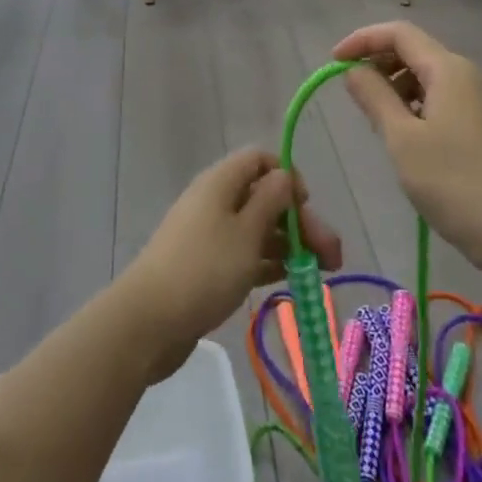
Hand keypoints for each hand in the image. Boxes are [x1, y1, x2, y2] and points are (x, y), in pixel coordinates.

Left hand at [120, 148, 341, 381]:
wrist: (149, 321)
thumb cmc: (204, 269)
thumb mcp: (246, 232)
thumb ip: (271, 200)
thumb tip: (284, 175)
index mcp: (221, 182)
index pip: (259, 160)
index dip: (287, 176)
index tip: (306, 205)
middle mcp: (215, 201)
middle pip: (264, 197)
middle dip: (300, 220)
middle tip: (332, 255)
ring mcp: (209, 235)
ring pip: (258, 228)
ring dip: (290, 244)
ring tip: (321, 273)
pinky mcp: (207, 266)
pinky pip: (245, 254)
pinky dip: (268, 262)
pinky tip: (290, 279)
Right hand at [333, 21, 481, 269]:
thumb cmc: (453, 182)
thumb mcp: (402, 138)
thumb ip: (374, 96)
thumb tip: (354, 69)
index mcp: (447, 69)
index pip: (399, 33)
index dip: (362, 40)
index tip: (334, 62)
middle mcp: (465, 74)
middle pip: (413, 50)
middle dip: (377, 63)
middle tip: (352, 95)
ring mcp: (476, 99)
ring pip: (425, 76)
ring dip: (394, 86)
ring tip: (375, 120)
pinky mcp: (480, 124)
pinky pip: (438, 98)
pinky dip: (413, 104)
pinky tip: (402, 135)